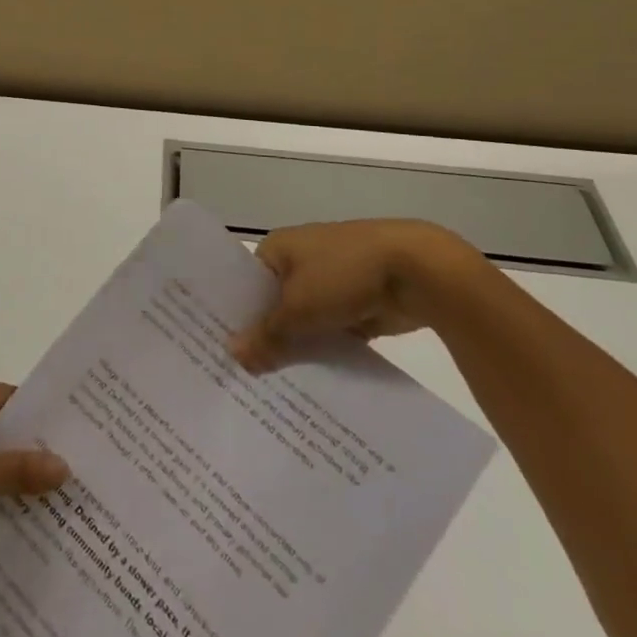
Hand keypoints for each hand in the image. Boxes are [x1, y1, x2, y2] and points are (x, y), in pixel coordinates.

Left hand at [0, 373, 69, 564]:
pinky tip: (20, 525)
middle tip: (81, 486)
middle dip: (37, 457)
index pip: (21, 402)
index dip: (50, 426)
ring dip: (16, 481)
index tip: (86, 451)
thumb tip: (66, 466)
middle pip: (8, 430)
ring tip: (60, 510)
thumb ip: (18, 469)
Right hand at [229, 219, 494, 372]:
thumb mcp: (298, 309)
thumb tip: (233, 356)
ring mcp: (330, 281)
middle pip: (273, 304)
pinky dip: (324, 351)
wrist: (415, 270)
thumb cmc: (343, 275)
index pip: (245, 284)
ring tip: (272, 388)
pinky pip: (330, 331)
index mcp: (278, 248)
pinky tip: (311, 384)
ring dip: (296, 347)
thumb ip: (267, 336)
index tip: (221, 351)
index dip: (234, 316)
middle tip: (243, 377)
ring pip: (303, 321)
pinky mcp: (356, 303)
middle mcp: (299, 260)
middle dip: (265, 337)